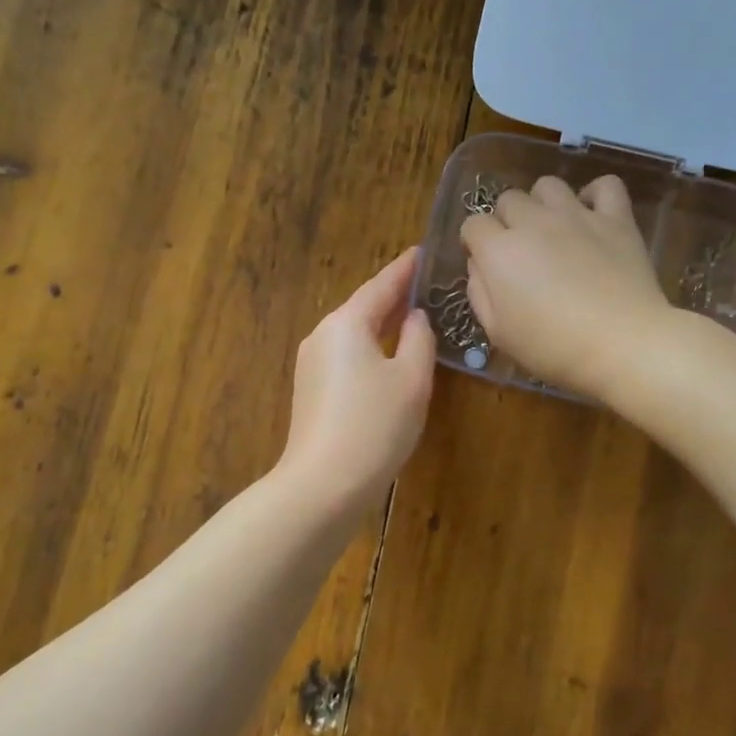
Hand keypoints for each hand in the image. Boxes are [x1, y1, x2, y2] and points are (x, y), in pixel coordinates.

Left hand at [277, 249, 436, 510]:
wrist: (323, 484)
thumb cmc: (374, 426)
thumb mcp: (411, 379)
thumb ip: (418, 339)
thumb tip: (414, 317)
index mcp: (346, 323)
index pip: (381, 285)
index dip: (405, 269)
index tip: (423, 251)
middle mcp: (322, 335)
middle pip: (363, 307)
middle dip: (393, 296)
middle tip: (425, 284)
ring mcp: (311, 364)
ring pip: (354, 333)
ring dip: (382, 324)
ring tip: (412, 317)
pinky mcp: (310, 391)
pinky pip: (346, 356)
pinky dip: (370, 348)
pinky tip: (388, 357)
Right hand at [460, 174, 672, 396]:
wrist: (622, 344)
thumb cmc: (554, 348)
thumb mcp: (499, 333)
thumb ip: (479, 294)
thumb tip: (478, 265)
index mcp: (500, 251)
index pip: (473, 225)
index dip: (475, 243)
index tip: (485, 264)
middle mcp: (533, 222)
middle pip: (508, 200)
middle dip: (506, 221)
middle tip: (520, 252)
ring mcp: (577, 215)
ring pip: (548, 185)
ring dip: (543, 204)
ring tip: (552, 230)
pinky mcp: (615, 219)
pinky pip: (605, 185)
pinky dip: (595, 195)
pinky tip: (592, 216)